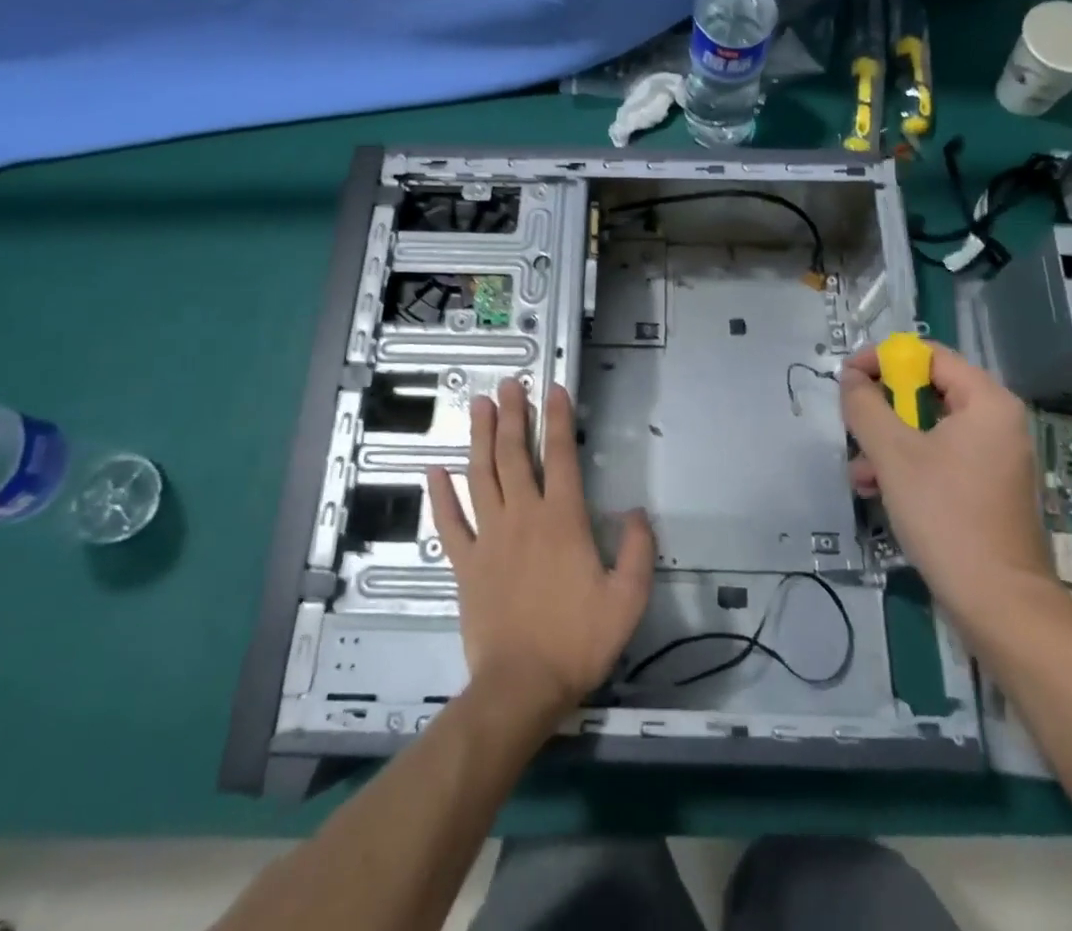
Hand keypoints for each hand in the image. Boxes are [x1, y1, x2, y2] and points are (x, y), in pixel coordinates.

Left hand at [427, 378, 654, 728]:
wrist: (521, 687)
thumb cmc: (577, 641)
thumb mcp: (627, 599)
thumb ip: (637, 550)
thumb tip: (635, 512)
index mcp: (562, 520)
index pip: (561, 456)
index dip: (558, 419)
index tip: (554, 388)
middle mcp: (523, 517)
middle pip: (514, 455)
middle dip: (512, 415)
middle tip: (508, 384)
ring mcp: (488, 538)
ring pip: (480, 476)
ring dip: (478, 438)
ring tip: (478, 405)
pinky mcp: (464, 563)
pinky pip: (449, 523)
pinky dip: (440, 495)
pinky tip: (434, 470)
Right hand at [839, 340, 1054, 634]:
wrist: (999, 603)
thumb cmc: (946, 515)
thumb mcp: (893, 454)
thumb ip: (865, 406)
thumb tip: (850, 378)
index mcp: (987, 401)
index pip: (928, 355)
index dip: (883, 359)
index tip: (847, 378)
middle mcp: (998, 421)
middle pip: (928, 391)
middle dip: (883, 410)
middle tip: (853, 427)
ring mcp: (996, 456)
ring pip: (929, 428)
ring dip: (888, 442)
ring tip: (861, 472)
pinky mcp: (988, 487)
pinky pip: (941, 456)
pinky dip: (908, 465)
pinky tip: (879, 490)